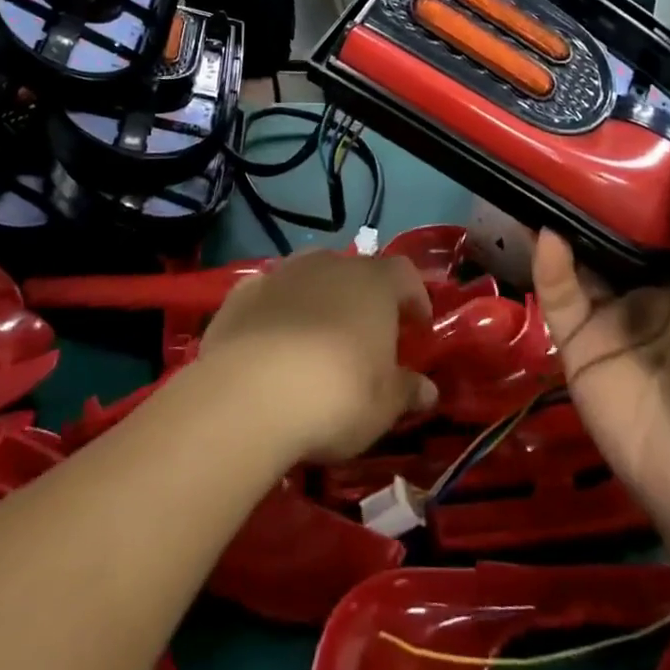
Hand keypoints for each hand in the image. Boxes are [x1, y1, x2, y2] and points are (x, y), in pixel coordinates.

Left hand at [199, 252, 438, 461]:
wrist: (250, 394)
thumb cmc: (337, 395)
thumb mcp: (384, 405)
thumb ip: (407, 390)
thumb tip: (427, 389)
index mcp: (373, 283)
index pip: (404, 274)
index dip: (414, 298)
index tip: (417, 328)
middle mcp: (328, 265)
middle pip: (354, 271)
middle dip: (362, 299)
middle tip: (366, 337)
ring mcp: (281, 274)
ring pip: (308, 278)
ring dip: (317, 301)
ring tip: (317, 340)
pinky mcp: (241, 294)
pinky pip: (269, 297)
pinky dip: (276, 313)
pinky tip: (271, 346)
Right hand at [531, 149, 669, 557]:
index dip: (650, 177)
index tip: (623, 129)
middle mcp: (656, 291)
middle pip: (619, 230)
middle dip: (599, 191)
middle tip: (570, 139)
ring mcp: (615, 318)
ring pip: (583, 256)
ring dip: (567, 218)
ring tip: (545, 169)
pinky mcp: (578, 347)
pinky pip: (559, 296)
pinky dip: (550, 262)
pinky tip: (548, 230)